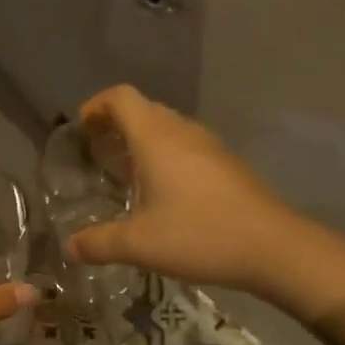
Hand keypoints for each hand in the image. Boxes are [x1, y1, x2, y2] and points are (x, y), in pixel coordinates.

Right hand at [66, 85, 301, 295]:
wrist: (274, 247)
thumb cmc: (200, 235)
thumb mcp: (139, 245)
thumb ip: (99, 243)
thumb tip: (70, 247)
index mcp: (156, 137)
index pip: (121, 97)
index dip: (97, 105)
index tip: (82, 128)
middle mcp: (182, 131)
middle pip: (144, 109)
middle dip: (116, 124)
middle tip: (98, 152)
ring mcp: (209, 146)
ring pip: (167, 128)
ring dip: (143, 141)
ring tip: (126, 174)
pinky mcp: (227, 164)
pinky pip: (186, 147)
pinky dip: (166, 157)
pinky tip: (164, 194)